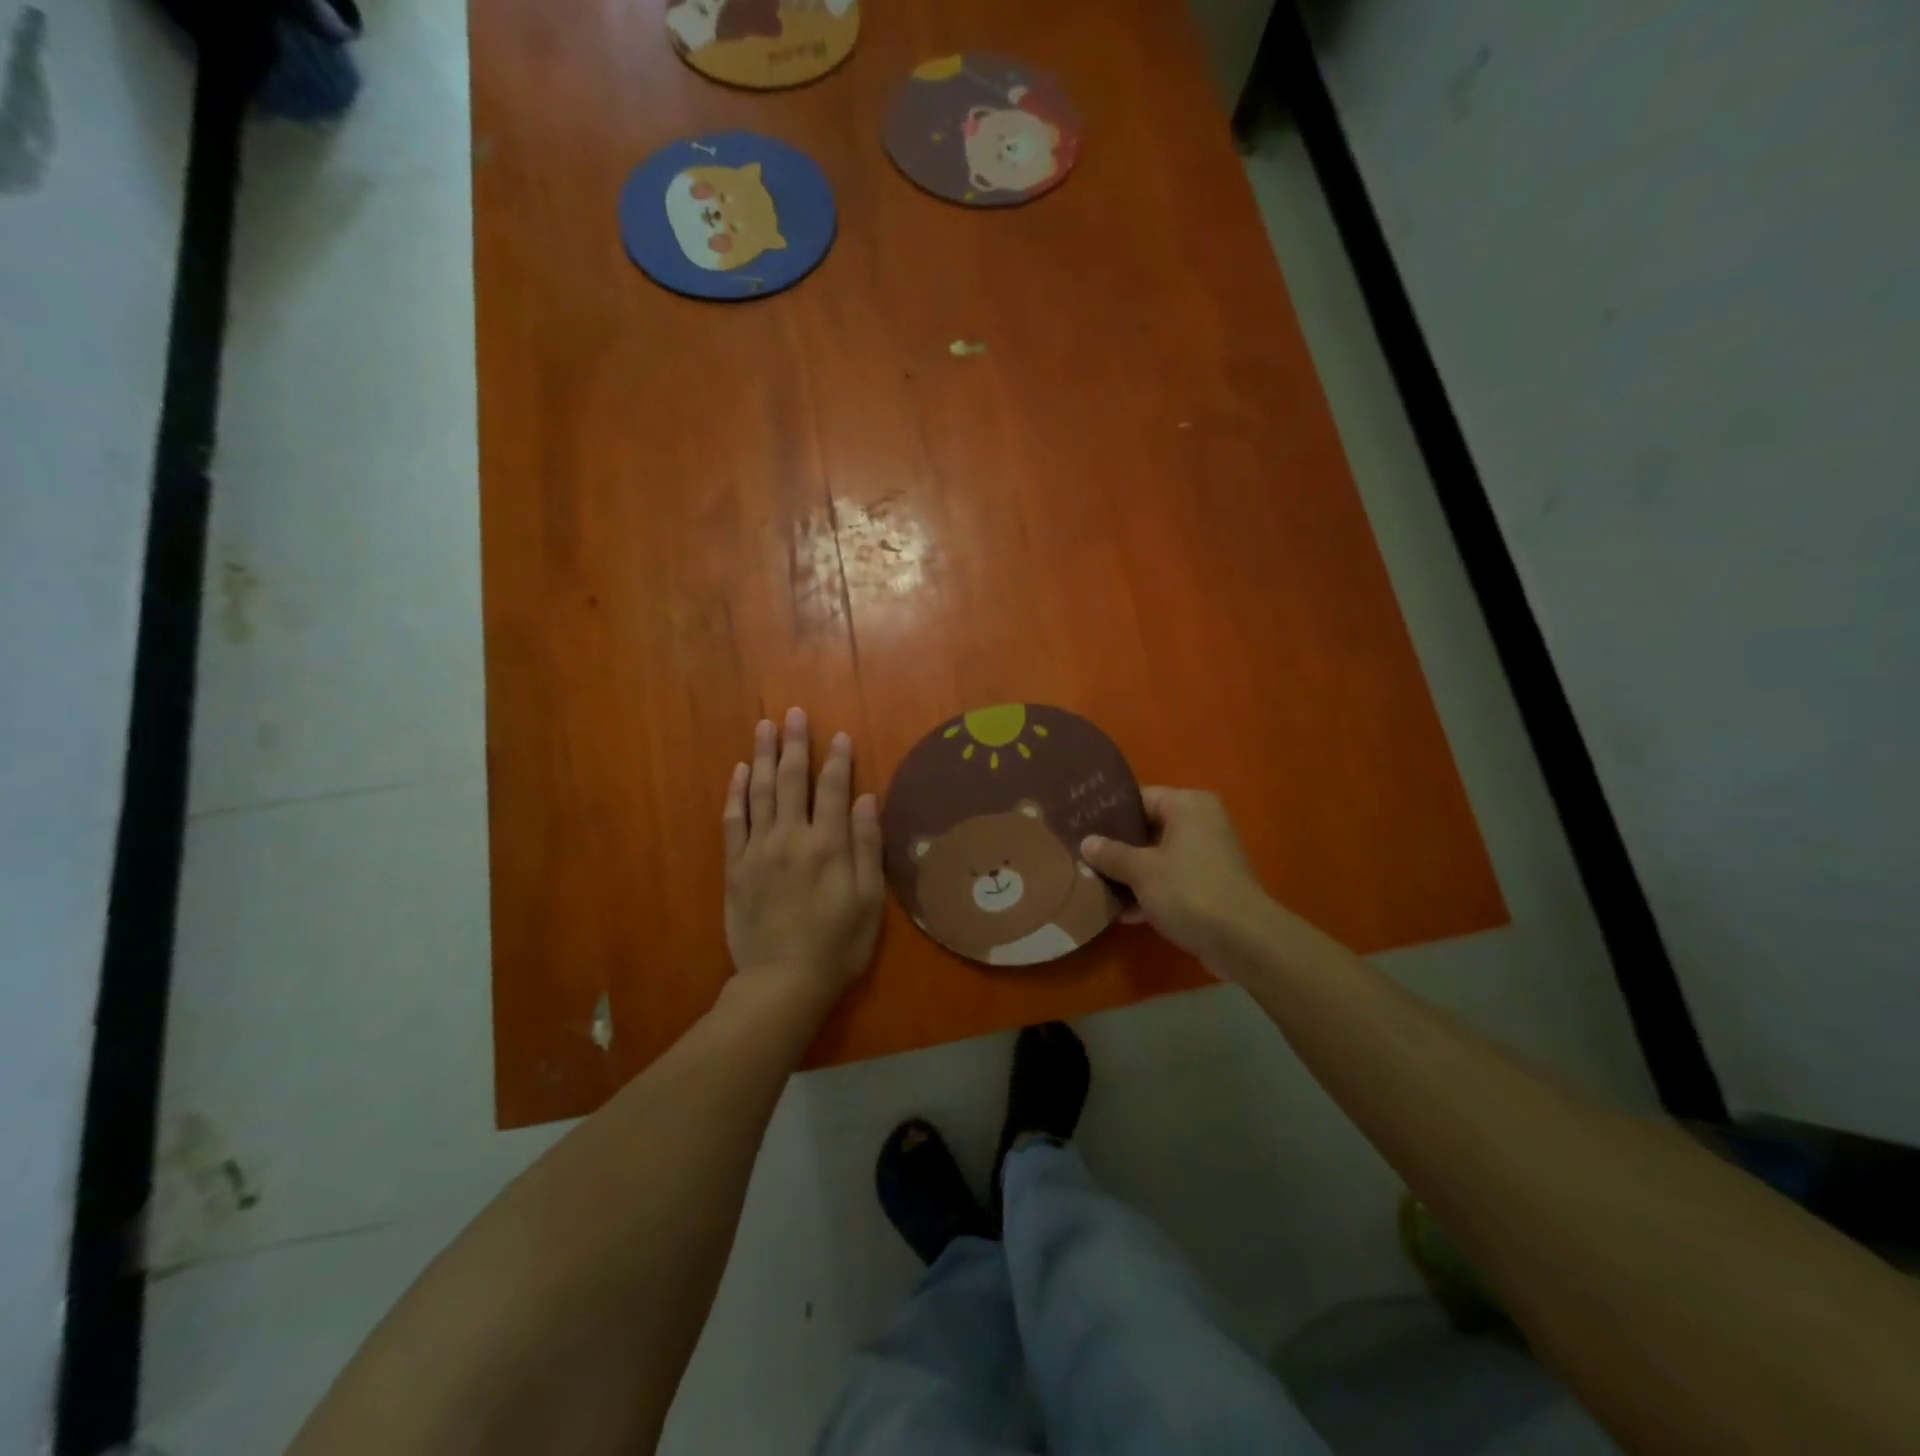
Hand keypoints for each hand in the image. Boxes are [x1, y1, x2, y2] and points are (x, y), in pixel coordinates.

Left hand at [723, 708, 884, 1012]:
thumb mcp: (868, 900)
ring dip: (763, 756)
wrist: (782, 982)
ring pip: (760, 792)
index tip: (839, 735)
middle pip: (793, 780)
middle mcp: (791, 837)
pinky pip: (733, 820)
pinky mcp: (735, 867)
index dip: (838, 759)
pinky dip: (736, 793)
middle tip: (794, 714)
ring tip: (765, 727)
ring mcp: (758, 850)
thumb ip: (867, 846)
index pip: (835, 789)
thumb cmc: (837, 944)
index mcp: (829, 845)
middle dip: (795, 744)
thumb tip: (867, 798)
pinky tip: (740, 771)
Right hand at [1081, 788, 1273, 976]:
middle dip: (1117, 849)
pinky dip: (1151, 892)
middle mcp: (1201, 822)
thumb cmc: (1189, 891)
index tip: (1079, 827)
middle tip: (1083, 858)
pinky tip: (1123, 914)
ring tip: (1096, 888)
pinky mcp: (1211, 885)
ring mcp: (1208, 855)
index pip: (1139, 798)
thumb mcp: (1141, 871)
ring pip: (1158, 857)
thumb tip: (1086, 842)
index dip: (1108, 813)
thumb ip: (1111, 854)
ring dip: (1131, 874)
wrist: (1243, 941)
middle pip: (1147, 829)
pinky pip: (1172, 880)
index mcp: (1187, 805)